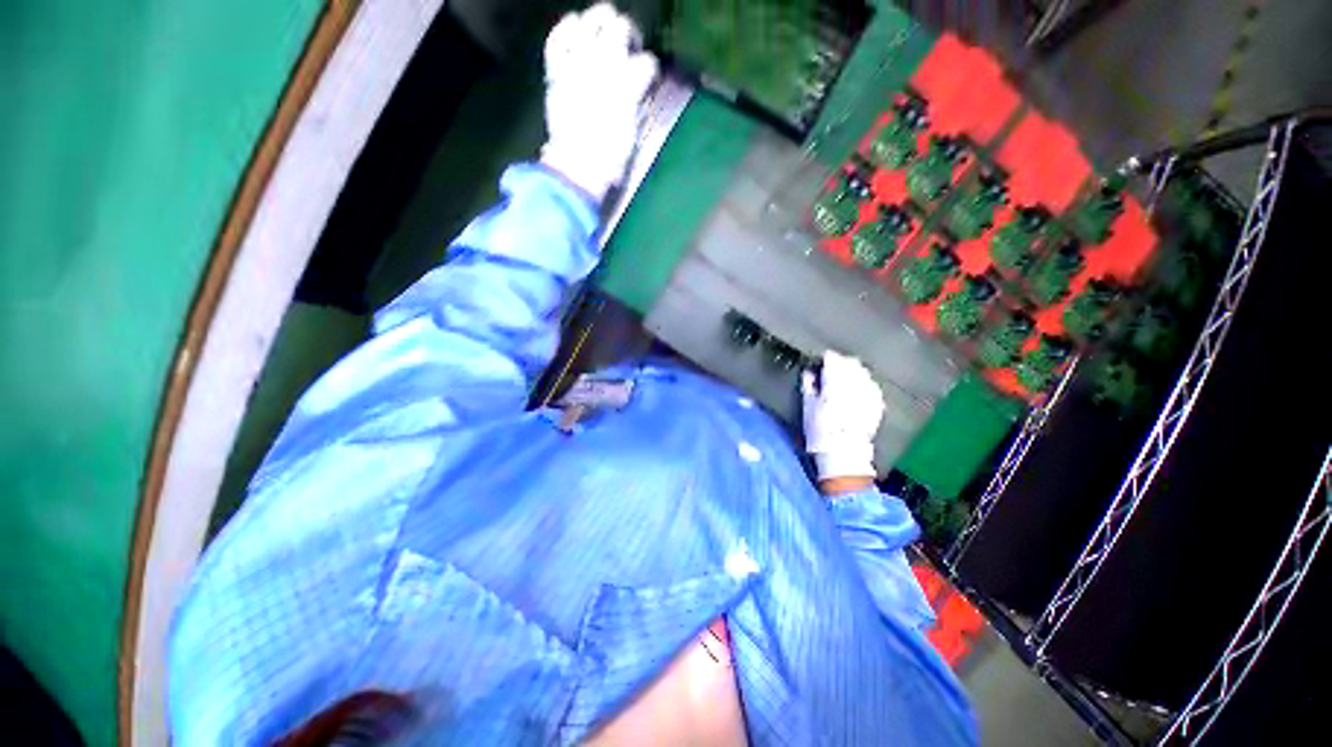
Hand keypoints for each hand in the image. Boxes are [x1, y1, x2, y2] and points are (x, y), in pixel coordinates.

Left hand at [541, 3, 658, 202]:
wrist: (578, 165)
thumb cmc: (611, 158)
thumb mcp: (633, 132)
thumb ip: (636, 103)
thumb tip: (638, 89)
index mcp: (628, 85)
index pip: (647, 62)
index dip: (650, 71)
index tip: (648, 81)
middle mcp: (604, 64)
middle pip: (621, 27)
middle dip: (628, 35)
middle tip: (628, 48)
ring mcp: (578, 62)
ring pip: (591, 19)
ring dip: (600, 23)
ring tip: (602, 36)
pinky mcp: (557, 68)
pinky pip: (558, 35)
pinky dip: (566, 30)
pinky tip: (574, 34)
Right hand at [801, 351, 884, 481]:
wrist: (843, 453)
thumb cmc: (819, 430)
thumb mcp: (807, 406)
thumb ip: (808, 385)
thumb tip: (808, 371)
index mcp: (835, 382)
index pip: (833, 360)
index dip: (826, 358)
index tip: (821, 361)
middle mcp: (855, 384)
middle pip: (850, 363)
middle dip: (841, 363)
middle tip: (832, 368)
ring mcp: (869, 393)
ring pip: (863, 372)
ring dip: (853, 371)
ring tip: (845, 378)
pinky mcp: (878, 404)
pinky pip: (872, 386)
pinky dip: (864, 383)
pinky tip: (858, 389)